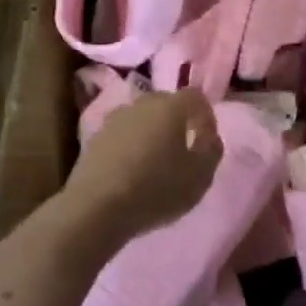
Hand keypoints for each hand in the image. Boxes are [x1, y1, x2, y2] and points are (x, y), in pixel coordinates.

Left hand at [63, 88, 221, 243]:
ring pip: (142, 120)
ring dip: (152, 134)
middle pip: (166, 104)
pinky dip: (132, 147)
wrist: (96, 208)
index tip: (208, 140)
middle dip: (178, 122)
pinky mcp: (94, 140)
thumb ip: (212, 151)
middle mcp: (141, 104)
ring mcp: (113, 120)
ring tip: (156, 162)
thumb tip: (209, 137)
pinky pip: (122, 136)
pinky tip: (133, 172)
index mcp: (171, 107)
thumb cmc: (157, 189)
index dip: (206, 116)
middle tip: (184, 149)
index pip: (196, 97)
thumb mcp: (201, 176)